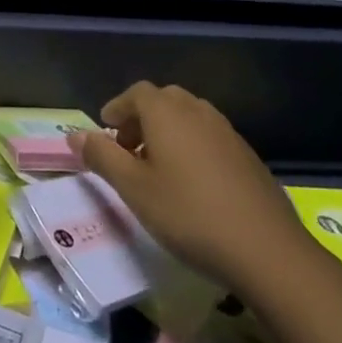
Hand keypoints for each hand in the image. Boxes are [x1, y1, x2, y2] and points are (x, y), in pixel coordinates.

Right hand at [68, 82, 314, 293]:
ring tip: (158, 169)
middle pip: (164, 100)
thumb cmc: (188, 214)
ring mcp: (227, 132)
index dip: (117, 108)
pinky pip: (210, 137)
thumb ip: (102, 157)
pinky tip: (192, 185)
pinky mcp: (247, 155)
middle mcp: (197, 111)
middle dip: (142, 119)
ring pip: (189, 117)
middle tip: (129, 150)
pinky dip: (192, 147)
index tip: (106, 131)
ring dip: (168, 132)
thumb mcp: (133, 189)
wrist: (266, 249)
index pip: (136, 93)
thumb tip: (74, 135)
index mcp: (167, 112)